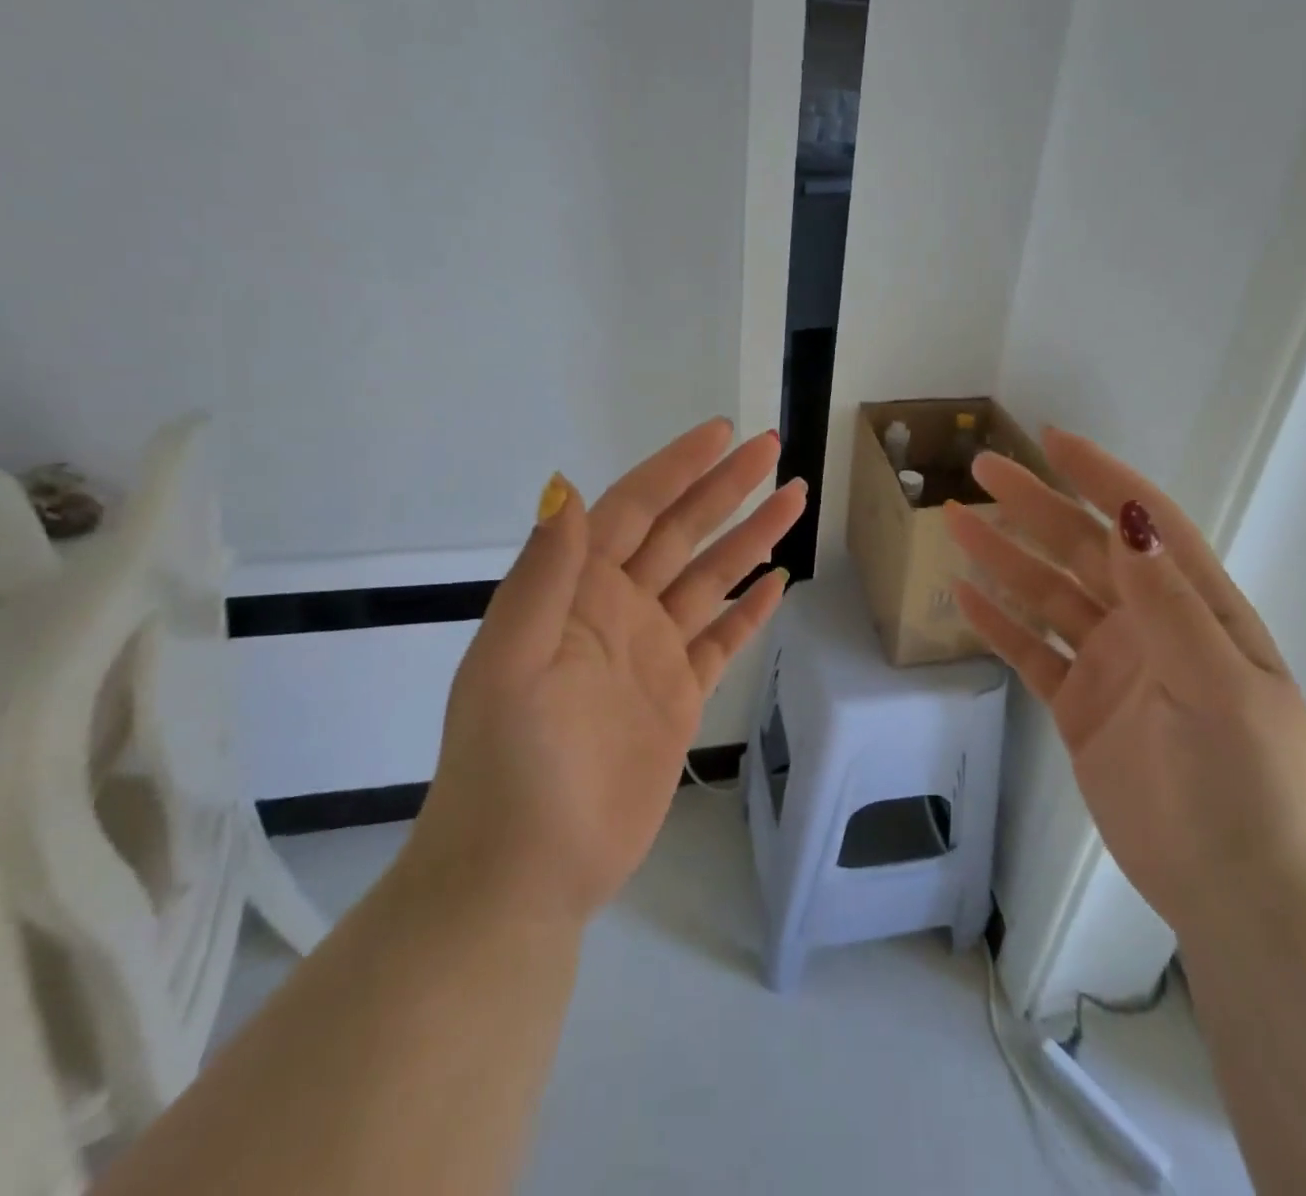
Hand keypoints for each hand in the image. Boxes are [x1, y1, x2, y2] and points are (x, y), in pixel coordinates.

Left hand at [402, 419, 805, 925]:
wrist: (525, 873)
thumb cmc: (511, 765)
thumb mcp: (511, 662)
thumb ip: (545, 575)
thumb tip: (568, 489)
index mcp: (577, 593)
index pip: (634, 510)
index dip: (676, 468)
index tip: (721, 433)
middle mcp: (618, 611)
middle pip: (682, 533)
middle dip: (725, 489)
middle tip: (773, 450)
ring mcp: (652, 654)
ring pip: (710, 580)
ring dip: (750, 539)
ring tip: (793, 499)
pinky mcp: (678, 699)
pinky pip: (721, 642)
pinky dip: (748, 612)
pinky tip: (777, 584)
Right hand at [945, 427, 1305, 938]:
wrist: (1242, 897)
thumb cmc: (1248, 785)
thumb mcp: (1217, 686)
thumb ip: (1168, 604)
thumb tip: (1128, 519)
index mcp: (1197, 610)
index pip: (1144, 525)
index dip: (1101, 479)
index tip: (1052, 441)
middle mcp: (1151, 627)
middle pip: (1083, 551)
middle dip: (1035, 507)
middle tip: (983, 471)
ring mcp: (1112, 667)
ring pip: (1048, 597)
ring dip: (1004, 559)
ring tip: (955, 522)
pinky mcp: (1080, 708)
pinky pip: (1032, 653)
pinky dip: (999, 625)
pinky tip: (964, 597)